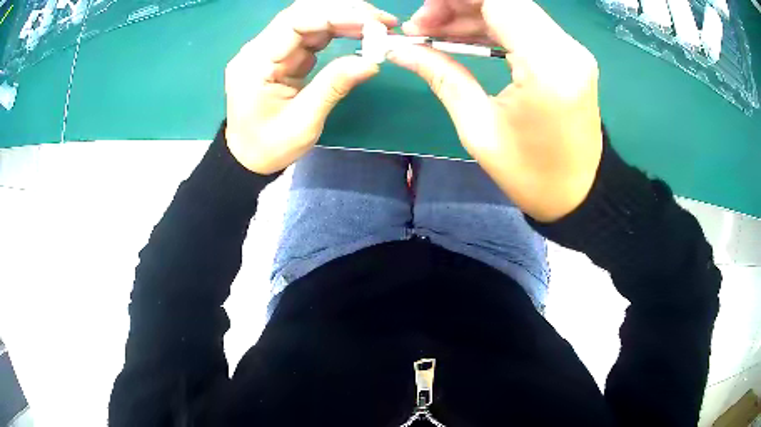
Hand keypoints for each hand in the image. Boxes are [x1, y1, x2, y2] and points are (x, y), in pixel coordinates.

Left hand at [225, 0, 396, 174]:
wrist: (247, 158)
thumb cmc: (269, 146)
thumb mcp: (303, 122)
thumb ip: (334, 86)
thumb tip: (371, 62)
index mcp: (256, 62)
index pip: (296, 21)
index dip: (336, 14)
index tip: (373, 22)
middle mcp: (260, 48)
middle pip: (303, 13)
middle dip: (345, 11)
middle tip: (383, 22)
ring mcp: (270, 50)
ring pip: (309, 20)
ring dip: (345, 19)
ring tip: (378, 27)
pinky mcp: (281, 55)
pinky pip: (311, 34)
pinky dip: (338, 31)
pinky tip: (359, 33)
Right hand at [390, 0, 602, 222]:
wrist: (579, 194)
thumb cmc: (530, 174)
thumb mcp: (478, 128)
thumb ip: (441, 75)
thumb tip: (400, 49)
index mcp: (546, 65)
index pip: (497, 0)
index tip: (420, 17)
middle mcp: (566, 48)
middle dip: (456, 4)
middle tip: (421, 28)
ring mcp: (572, 49)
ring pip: (513, 7)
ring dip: (470, 13)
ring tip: (435, 34)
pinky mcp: (570, 55)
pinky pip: (525, 24)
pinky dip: (492, 24)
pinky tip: (465, 38)